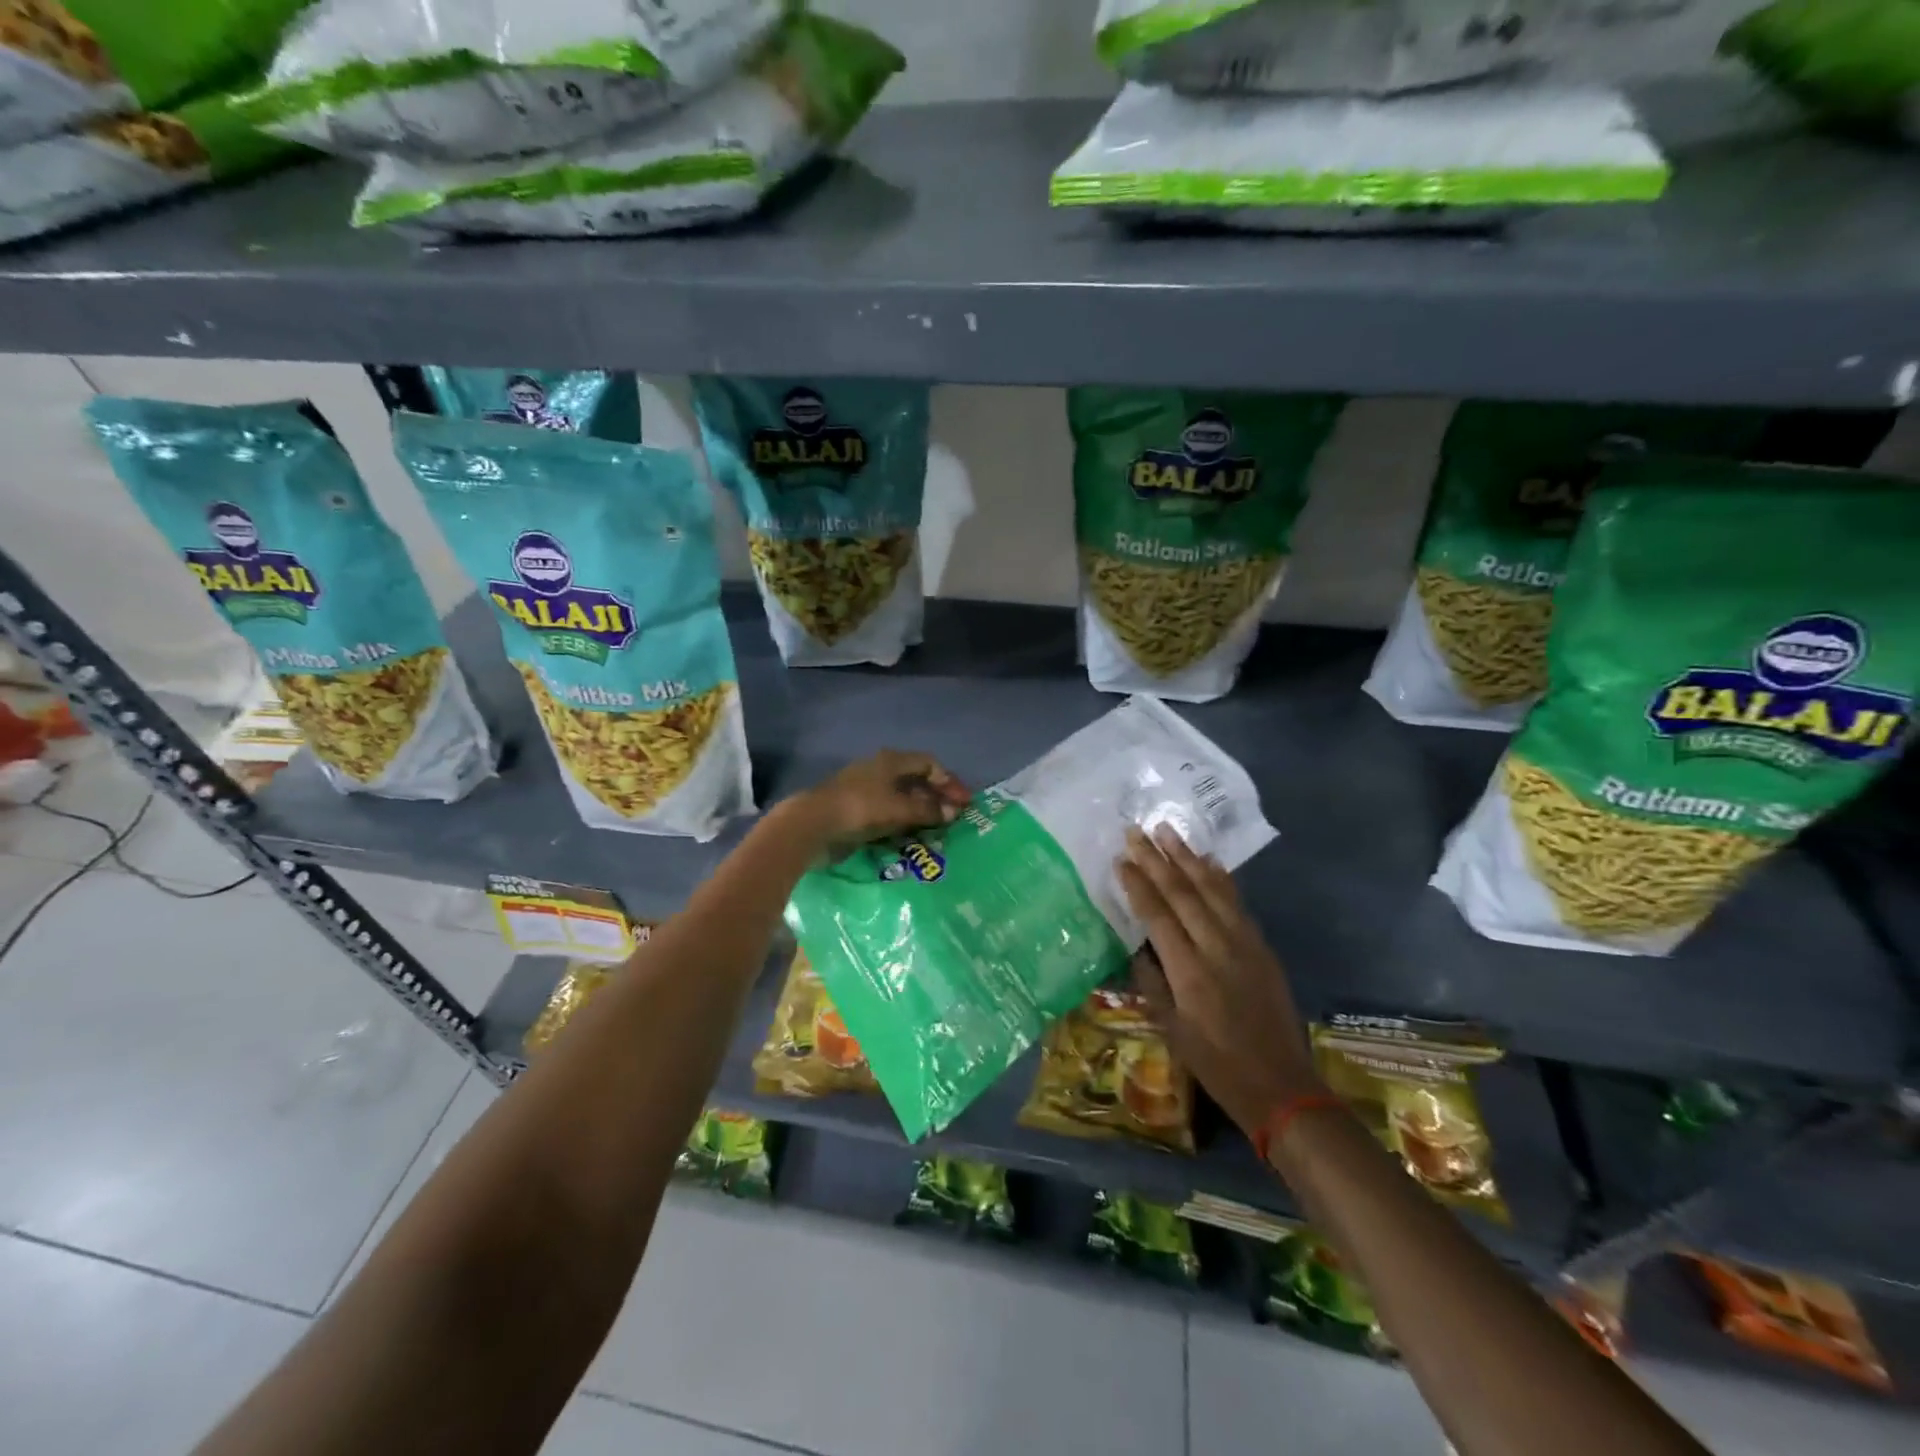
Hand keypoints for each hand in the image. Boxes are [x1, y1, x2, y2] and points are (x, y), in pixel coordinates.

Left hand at [792, 749, 968, 852]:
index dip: (949, 781)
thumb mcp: (899, 808)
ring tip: (937, 832)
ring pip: (903, 799)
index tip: (964, 802)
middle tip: (954, 819)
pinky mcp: (858, 811)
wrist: (813, 824)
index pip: (929, 764)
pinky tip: (912, 838)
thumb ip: (928, 810)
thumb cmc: (861, 808)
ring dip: (921, 813)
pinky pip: (889, 814)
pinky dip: (904, 823)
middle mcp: (881, 771)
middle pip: (916, 781)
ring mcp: (867, 791)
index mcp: (891, 761)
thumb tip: (953, 813)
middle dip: (937, 799)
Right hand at [1116, 825, 1318, 1141]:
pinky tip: (1208, 860)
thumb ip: (1151, 982)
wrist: (1281, 1085)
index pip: (1157, 916)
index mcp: (1189, 973)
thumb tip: (1137, 944)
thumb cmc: (1216, 1064)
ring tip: (1167, 831)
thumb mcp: (1171, 1030)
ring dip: (1187, 858)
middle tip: (1136, 831)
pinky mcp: (1262, 947)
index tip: (1121, 859)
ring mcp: (1245, 944)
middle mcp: (1217, 949)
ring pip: (1212, 890)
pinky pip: (1237, 903)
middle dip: (1157, 860)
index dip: (1138, 885)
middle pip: (1182, 894)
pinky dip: (1221, 878)